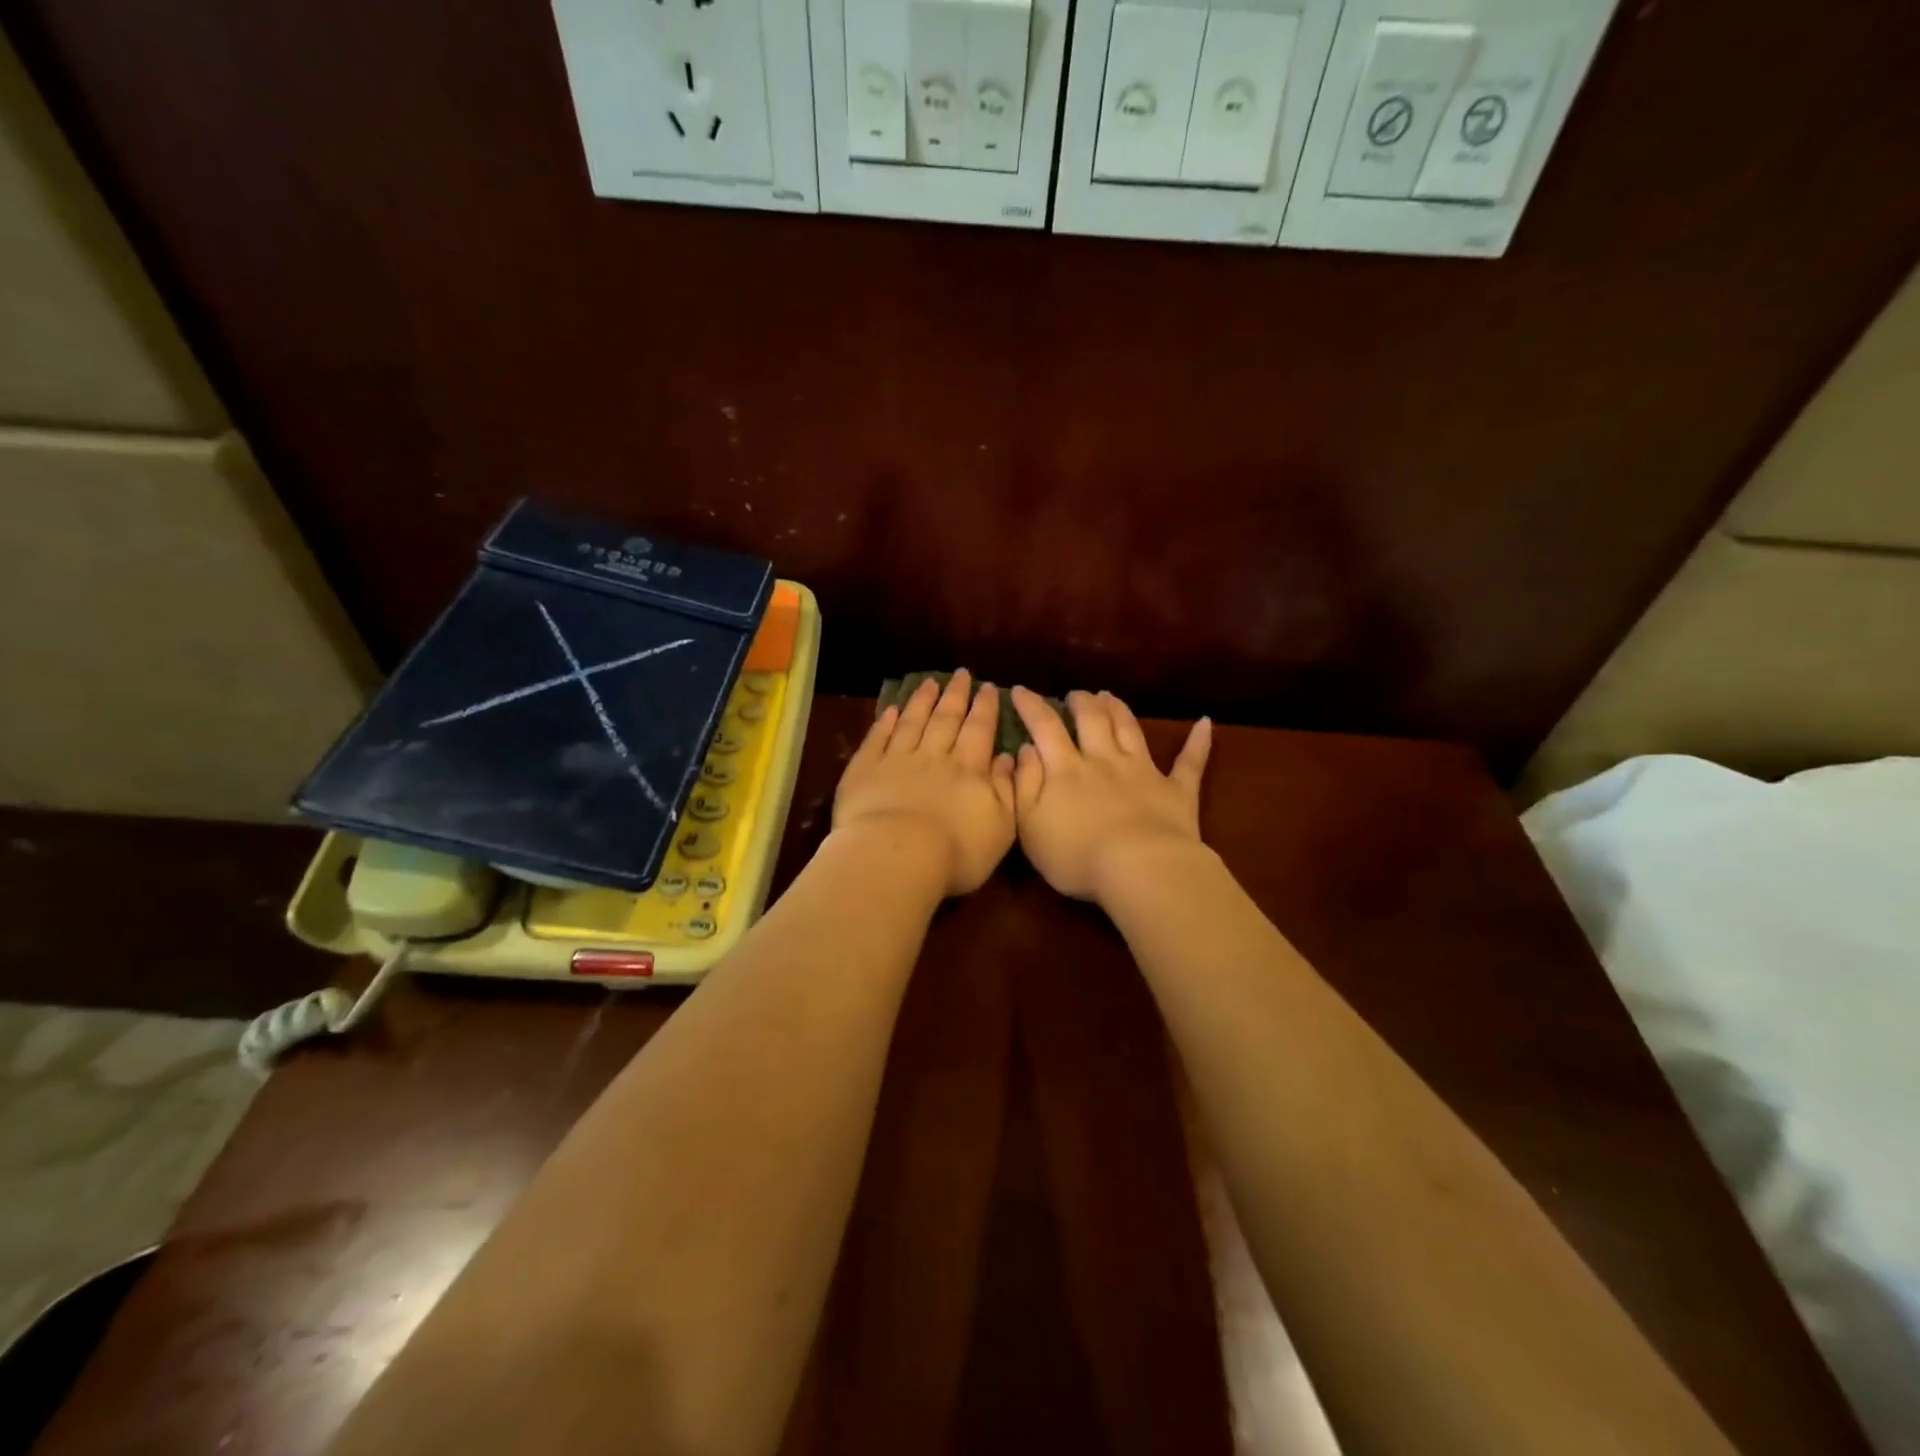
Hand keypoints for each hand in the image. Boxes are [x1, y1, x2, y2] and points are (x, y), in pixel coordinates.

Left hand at [833, 670, 1017, 895]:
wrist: (896, 857)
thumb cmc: (955, 851)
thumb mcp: (1000, 827)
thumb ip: (1006, 790)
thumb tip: (1007, 758)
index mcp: (968, 770)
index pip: (980, 730)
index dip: (985, 708)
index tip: (990, 688)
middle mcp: (934, 756)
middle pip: (947, 719)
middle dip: (956, 695)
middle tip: (962, 674)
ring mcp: (897, 760)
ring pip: (912, 722)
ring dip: (922, 701)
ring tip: (930, 682)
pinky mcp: (865, 770)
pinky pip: (877, 739)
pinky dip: (885, 722)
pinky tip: (890, 709)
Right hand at [1009, 687, 1212, 903]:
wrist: (1139, 869)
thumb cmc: (1076, 854)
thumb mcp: (1030, 825)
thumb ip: (1025, 784)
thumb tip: (1024, 749)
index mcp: (1066, 769)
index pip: (1045, 728)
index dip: (1031, 706)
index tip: (1019, 690)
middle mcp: (1104, 760)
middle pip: (1091, 720)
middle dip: (1081, 702)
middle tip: (1075, 694)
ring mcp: (1143, 771)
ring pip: (1129, 730)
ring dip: (1119, 710)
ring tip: (1109, 696)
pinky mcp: (1176, 791)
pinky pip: (1190, 763)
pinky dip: (1198, 742)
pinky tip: (1205, 724)